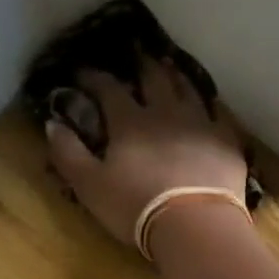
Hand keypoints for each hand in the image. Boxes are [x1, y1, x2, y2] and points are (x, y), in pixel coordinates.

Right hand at [46, 61, 249, 247]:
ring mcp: (200, 124)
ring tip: (170, 67)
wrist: (195, 226)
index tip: (81, 71)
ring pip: (187, 89)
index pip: (108, 89)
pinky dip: (210, 106)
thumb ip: (69, 154)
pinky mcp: (226, 143)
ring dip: (176, 75)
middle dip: (141, 64)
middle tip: (136, 52)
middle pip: (153, 78)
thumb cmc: (136, 208)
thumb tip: (52, 123)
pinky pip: (218, 115)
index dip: (93, 78)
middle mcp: (166, 112)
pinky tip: (210, 106)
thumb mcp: (91, 186)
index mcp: (130, 121)